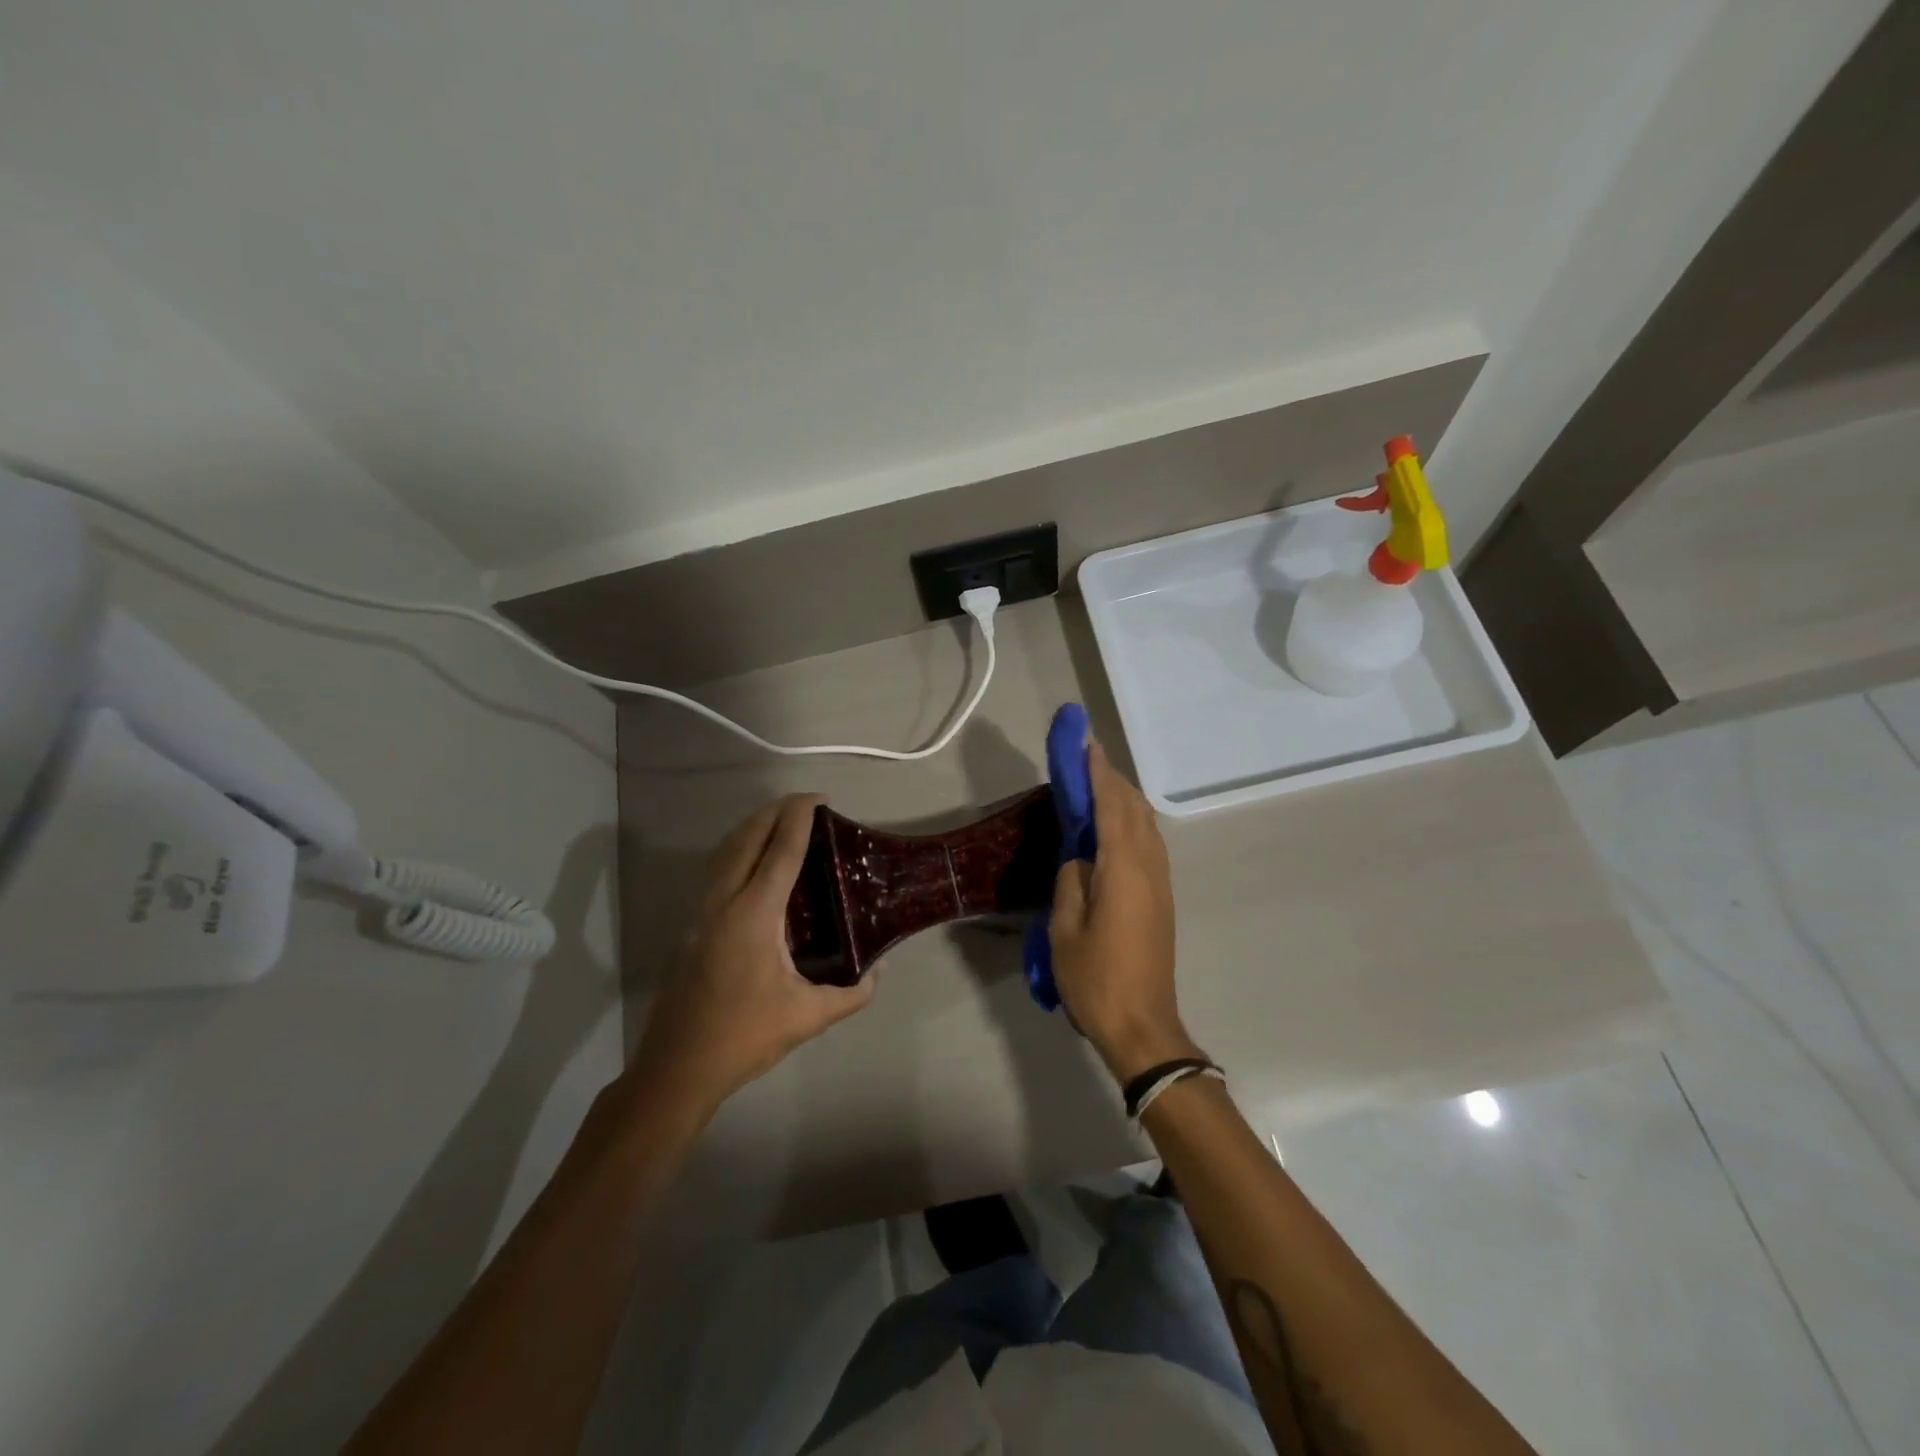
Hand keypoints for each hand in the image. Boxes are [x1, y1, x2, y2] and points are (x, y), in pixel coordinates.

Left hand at [632, 795, 874, 1117]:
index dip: (799, 819)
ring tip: (779, 821)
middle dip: (773, 812)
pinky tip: (751, 864)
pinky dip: (736, 851)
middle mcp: (724, 903)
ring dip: (751, 828)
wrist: (678, 1067)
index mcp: (754, 915)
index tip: (819, 799)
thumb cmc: (744, 1036)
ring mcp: (702, 914)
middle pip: (746, 839)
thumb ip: (852, 993)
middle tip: (804, 803)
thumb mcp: (808, 1017)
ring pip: (724, 852)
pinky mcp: (692, 927)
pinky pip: (715, 871)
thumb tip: (880, 971)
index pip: (780, 852)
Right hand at [1050, 742, 1202, 1082]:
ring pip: (1145, 825)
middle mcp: (1149, 867)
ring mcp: (1160, 883)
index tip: (1085, 742)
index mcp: (1123, 870)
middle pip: (1133, 809)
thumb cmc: (1096, 979)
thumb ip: (1071, 882)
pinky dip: (1129, 821)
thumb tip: (1080, 859)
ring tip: (1097, 783)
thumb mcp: (1065, 930)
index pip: (1110, 807)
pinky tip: (1113, 825)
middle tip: (1085, 757)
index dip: (1097, 772)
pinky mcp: (1161, 898)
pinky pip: (1147, 843)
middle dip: (1111, 778)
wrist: (1143, 1026)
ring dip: (1122, 798)